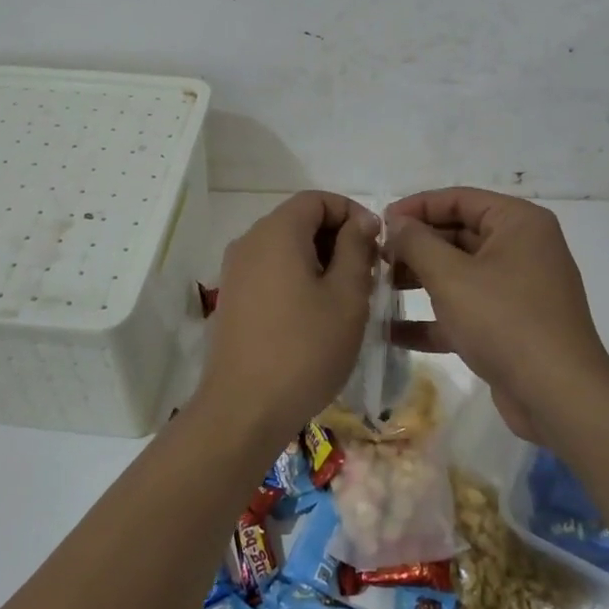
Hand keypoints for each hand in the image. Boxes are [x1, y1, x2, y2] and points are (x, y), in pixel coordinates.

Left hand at [199, 191, 379, 445]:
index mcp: (277, 232)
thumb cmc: (305, 349)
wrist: (243, 409)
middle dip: (337, 239)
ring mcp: (236, 271)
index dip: (351, 213)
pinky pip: (270, 271)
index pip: (317, 199)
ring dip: (319, 261)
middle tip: (367, 276)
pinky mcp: (232, 298)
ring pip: (285, 248)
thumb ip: (356, 249)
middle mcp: (250, 241)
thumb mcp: (347, 296)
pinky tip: (315, 315)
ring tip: (346, 298)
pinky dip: (297, 278)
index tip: (376, 246)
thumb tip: (362, 220)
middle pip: (299, 220)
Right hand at [384, 188, 608, 441]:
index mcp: (518, 223)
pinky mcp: (511, 326)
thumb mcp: (451, 276)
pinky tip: (393, 331)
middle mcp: (522, 248)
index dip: (416, 208)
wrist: (559, 397)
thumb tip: (396, 222)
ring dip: (420, 280)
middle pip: (458, 234)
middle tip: (376, 258)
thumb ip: (417, 242)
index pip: (459, 199)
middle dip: (415, 247)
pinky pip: (467, 310)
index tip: (380, 224)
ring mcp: (518, 289)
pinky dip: (435, 317)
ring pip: (460, 273)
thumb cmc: (504, 321)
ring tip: (378, 289)